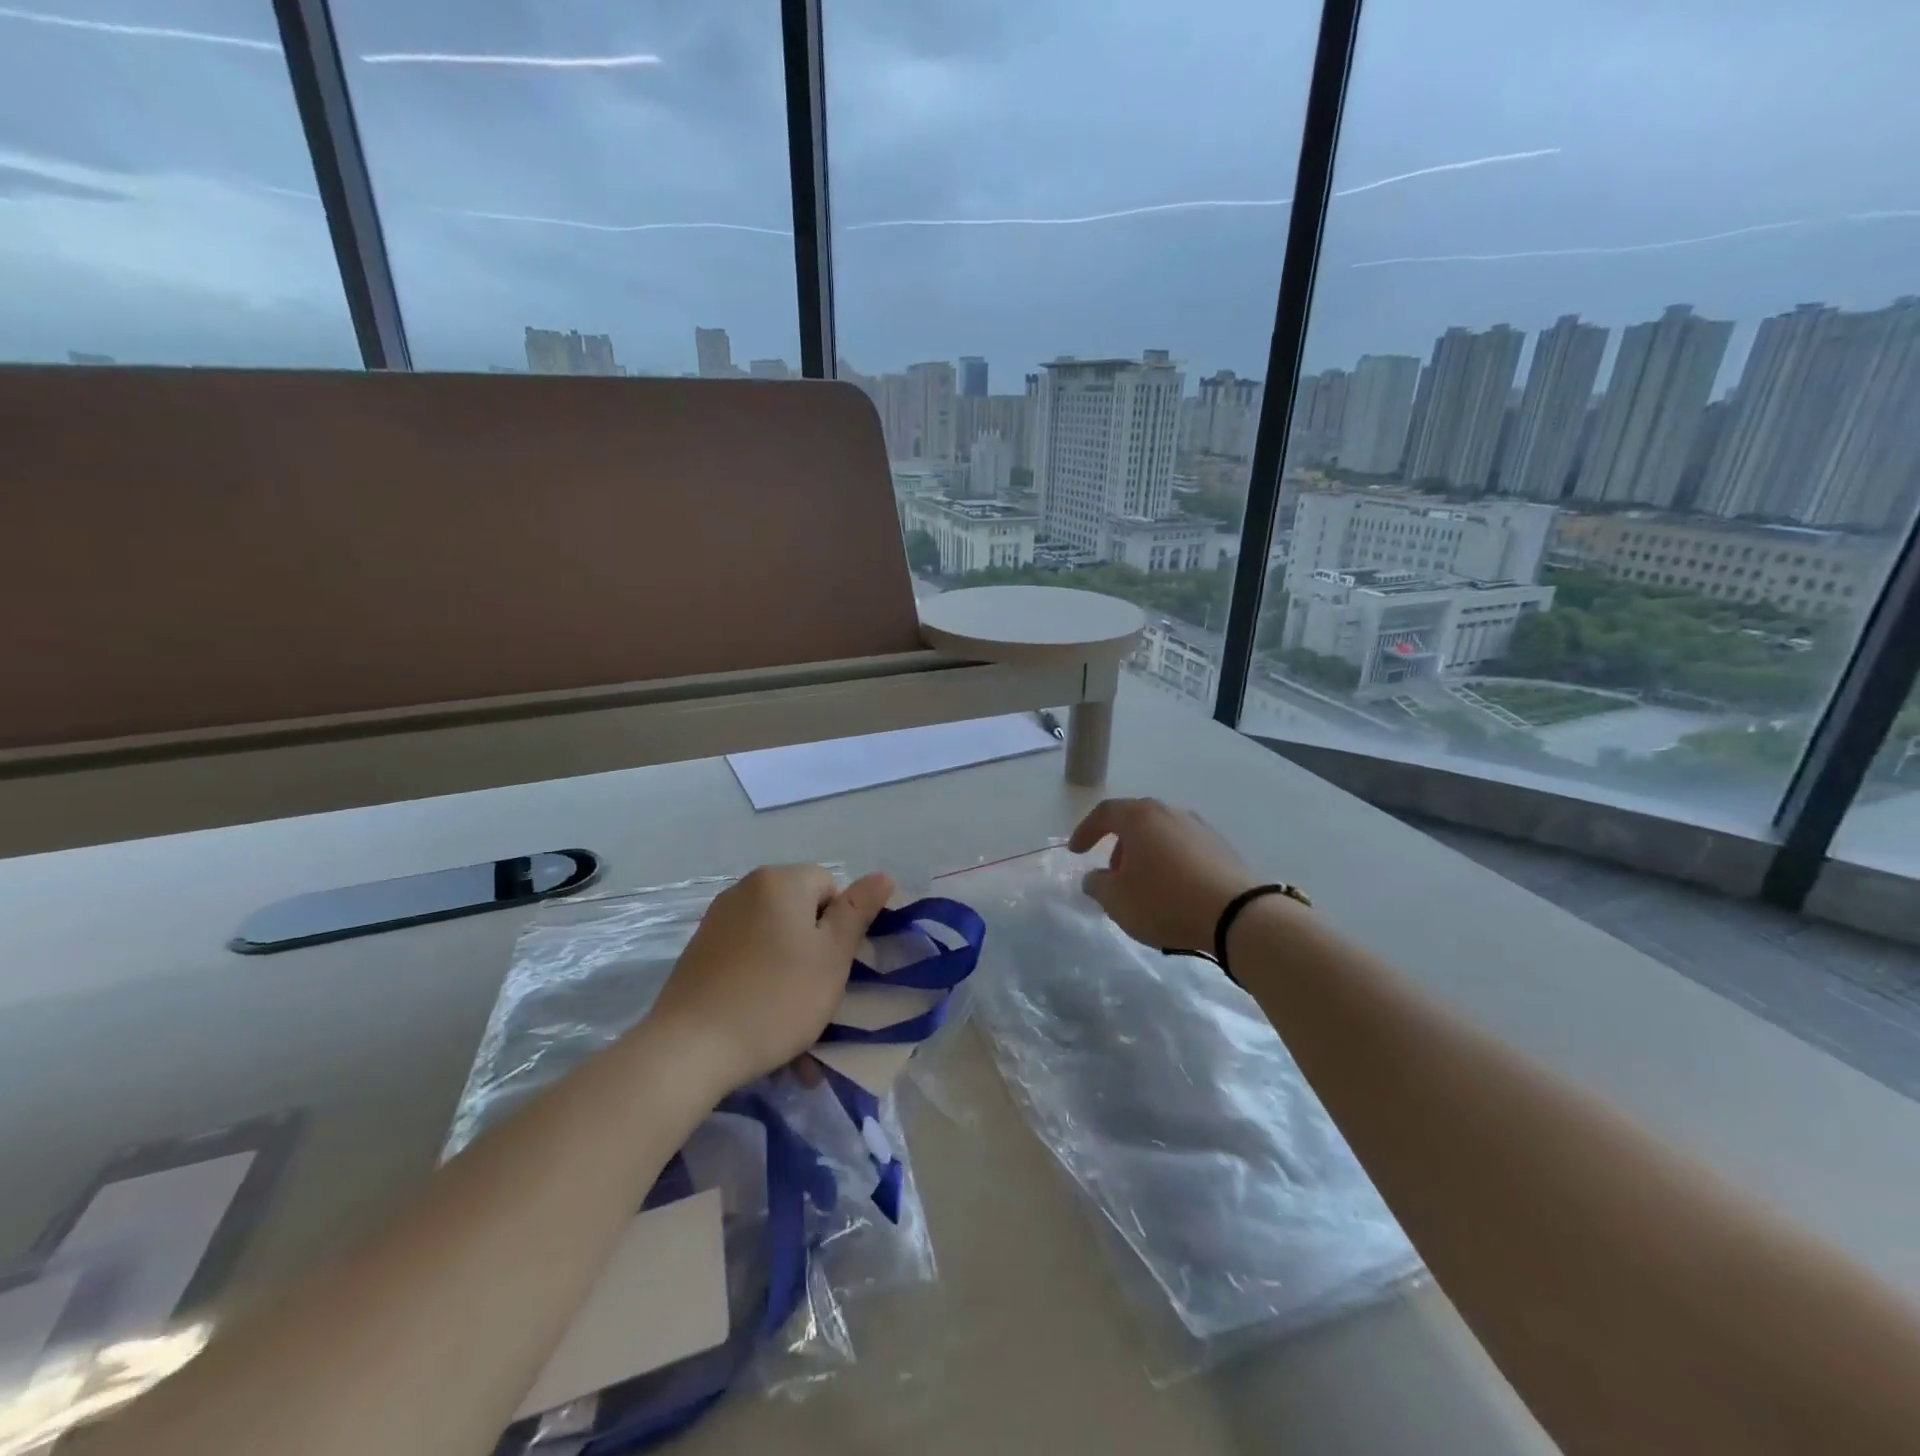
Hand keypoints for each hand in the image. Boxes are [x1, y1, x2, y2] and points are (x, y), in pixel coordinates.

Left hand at [646, 865, 893, 1097]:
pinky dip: (760, 981)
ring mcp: (717, 920)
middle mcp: (745, 889)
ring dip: (790, 972)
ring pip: (774, 940)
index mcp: (780, 881)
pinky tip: (761, 1021)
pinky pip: (746, 958)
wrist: (689, 1049)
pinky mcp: (699, 951)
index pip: (829, 887)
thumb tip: (882, 875)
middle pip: (800, 912)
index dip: (839, 926)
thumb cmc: (776, 998)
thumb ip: (858, 912)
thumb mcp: (832, 957)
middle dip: (814, 951)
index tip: (833, 966)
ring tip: (792, 1023)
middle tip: (817, 995)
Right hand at [1068, 798, 1258, 952]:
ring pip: (1161, 834)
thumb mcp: (1117, 900)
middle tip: (1112, 873)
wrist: (1237, 914)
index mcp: (1140, 817)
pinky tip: (1172, 889)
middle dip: (1118, 845)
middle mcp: (1169, 812)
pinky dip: (1170, 861)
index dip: (1085, 831)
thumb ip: (1097, 885)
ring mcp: (1199, 827)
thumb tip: (1094, 877)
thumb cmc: (1165, 901)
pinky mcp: (1221, 847)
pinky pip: (1184, 848)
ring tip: (1143, 885)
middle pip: (1135, 820)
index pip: (1104, 813)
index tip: (1076, 851)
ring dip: (1145, 854)